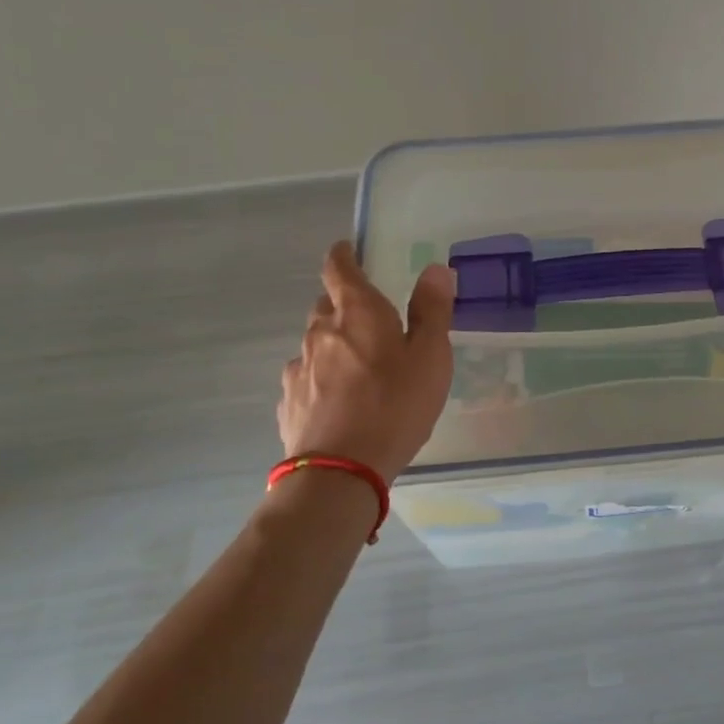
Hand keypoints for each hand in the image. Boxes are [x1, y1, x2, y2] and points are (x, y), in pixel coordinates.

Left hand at [277, 241, 455, 482]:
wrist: (340, 471)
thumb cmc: (395, 405)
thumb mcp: (431, 356)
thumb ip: (432, 310)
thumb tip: (434, 269)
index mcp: (357, 312)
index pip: (339, 268)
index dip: (343, 256)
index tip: (349, 251)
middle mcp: (320, 331)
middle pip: (326, 305)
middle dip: (345, 304)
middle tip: (372, 321)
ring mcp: (299, 368)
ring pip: (316, 343)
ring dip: (334, 344)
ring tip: (359, 367)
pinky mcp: (289, 402)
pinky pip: (306, 377)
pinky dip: (321, 378)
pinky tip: (339, 400)